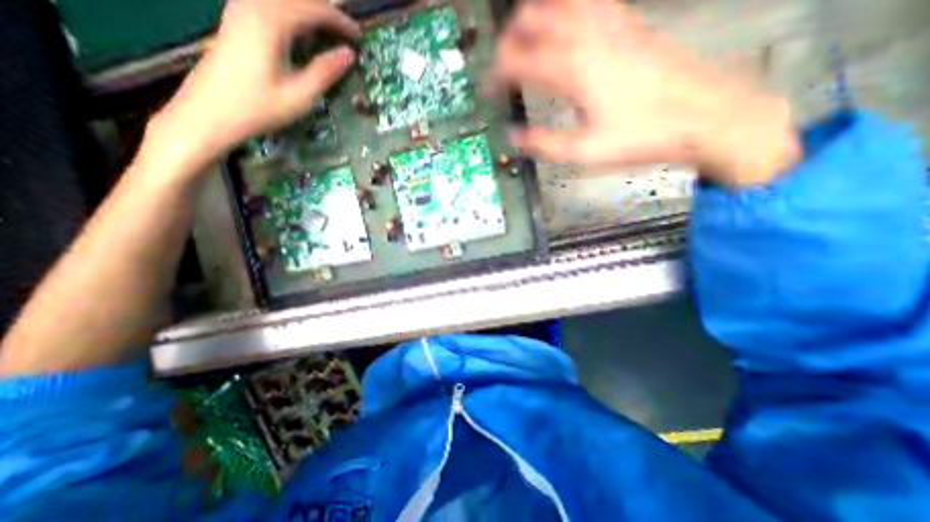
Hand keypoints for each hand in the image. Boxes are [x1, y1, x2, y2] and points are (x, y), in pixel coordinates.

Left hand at [146, 0, 358, 172]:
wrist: (209, 112)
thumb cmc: (258, 108)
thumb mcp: (300, 95)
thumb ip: (325, 72)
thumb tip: (348, 55)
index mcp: (270, 22)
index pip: (312, 9)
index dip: (339, 21)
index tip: (359, 36)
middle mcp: (253, 6)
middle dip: (326, 10)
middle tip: (347, 29)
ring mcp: (241, 10)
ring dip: (308, 10)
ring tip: (329, 27)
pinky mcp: (236, 19)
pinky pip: (270, 5)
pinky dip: (292, 13)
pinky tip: (302, 28)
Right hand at [489, 0, 803, 185]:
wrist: (707, 116)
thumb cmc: (642, 137)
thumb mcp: (585, 151)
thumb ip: (544, 144)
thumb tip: (513, 136)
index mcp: (574, 69)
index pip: (519, 61)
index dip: (496, 74)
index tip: (486, 88)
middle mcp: (589, 36)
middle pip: (535, 17)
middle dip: (510, 39)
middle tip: (501, 63)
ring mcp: (613, 23)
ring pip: (562, 0)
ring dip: (536, 15)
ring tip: (524, 37)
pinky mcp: (631, 24)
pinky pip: (591, 1)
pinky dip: (567, 7)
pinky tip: (565, 23)